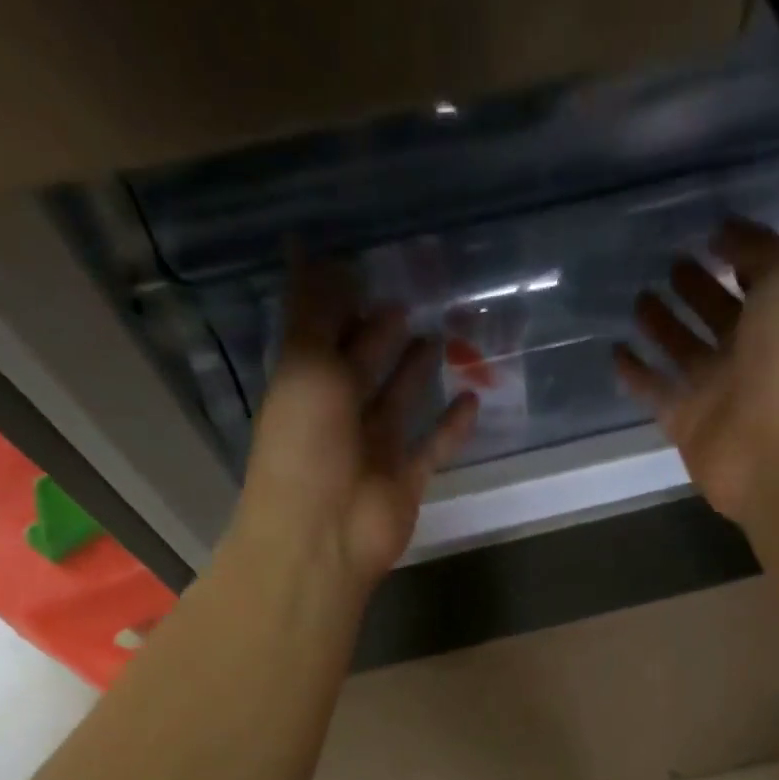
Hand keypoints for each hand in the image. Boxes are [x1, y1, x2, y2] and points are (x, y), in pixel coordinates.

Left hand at [238, 261, 478, 588]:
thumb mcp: (305, 365)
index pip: (324, 332)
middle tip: (417, 294)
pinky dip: (452, 426)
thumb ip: (312, 310)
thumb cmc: (306, 444)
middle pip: (366, 363)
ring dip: (419, 371)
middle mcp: (340, 412)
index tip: (368, 263)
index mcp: (307, 382)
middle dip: (385, 331)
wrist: (324, 534)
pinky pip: (434, 446)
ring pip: (402, 400)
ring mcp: (376, 448)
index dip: (342, 301)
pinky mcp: (408, 478)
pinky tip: (474, 398)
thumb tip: (307, 245)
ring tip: (447, 334)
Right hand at [615, 220, 778, 524]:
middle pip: (717, 315)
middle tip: (667, 265)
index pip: (756, 281)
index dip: (735, 257)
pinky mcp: (684, 423)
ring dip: (663, 326)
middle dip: (696, 290)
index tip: (705, 235)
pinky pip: (655, 391)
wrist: (775, 448)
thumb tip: (723, 231)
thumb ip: (759, 249)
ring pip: (683, 351)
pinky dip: (636, 373)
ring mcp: (715, 391)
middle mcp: (749, 354)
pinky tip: (615, 351)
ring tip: (637, 298)